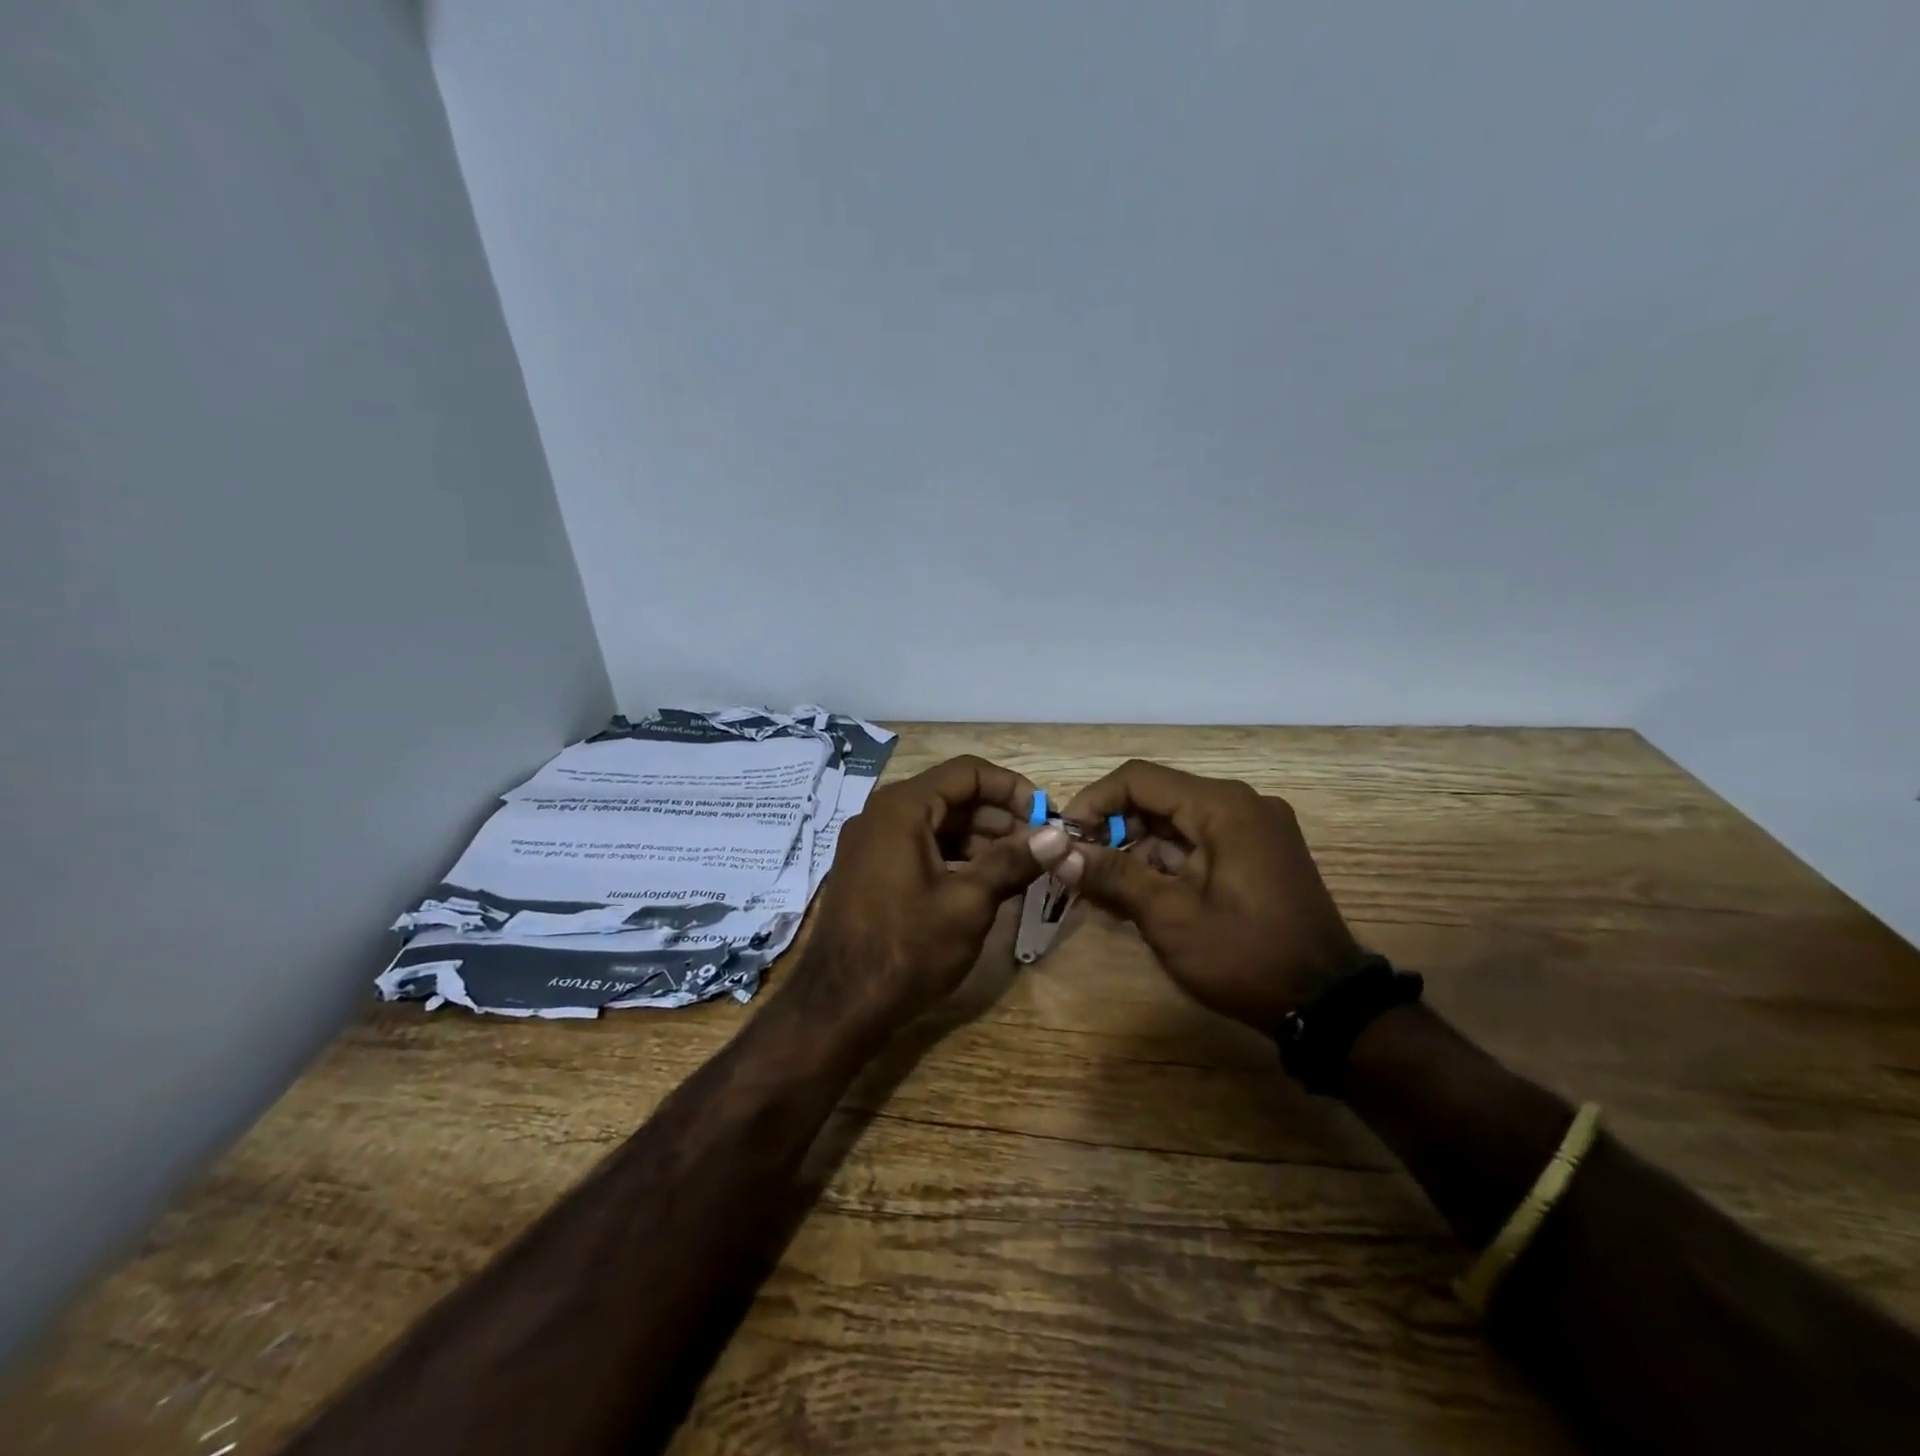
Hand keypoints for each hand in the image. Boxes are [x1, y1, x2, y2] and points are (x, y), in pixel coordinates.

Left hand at [792, 755, 1042, 1035]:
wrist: (838, 1007)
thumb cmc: (907, 948)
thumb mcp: (968, 903)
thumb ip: (1013, 861)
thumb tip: (1059, 836)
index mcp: (902, 807)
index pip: (967, 772)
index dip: (1012, 788)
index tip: (1045, 816)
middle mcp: (881, 814)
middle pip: (951, 795)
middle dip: (999, 816)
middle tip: (1039, 846)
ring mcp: (871, 843)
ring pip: (936, 823)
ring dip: (979, 838)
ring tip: (1020, 866)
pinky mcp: (870, 870)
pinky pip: (919, 846)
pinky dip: (954, 856)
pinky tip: (983, 882)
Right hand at [1030, 759, 1360, 1033]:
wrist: (1328, 1006)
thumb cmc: (1245, 956)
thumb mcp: (1169, 917)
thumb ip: (1111, 874)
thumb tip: (1054, 849)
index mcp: (1222, 806)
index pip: (1138, 779)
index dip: (1093, 802)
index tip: (1064, 839)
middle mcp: (1240, 804)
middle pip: (1157, 798)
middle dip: (1112, 831)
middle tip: (1079, 870)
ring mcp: (1254, 828)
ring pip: (1176, 823)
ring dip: (1136, 851)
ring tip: (1104, 892)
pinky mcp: (1259, 853)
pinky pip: (1198, 842)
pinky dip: (1166, 863)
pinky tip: (1141, 896)